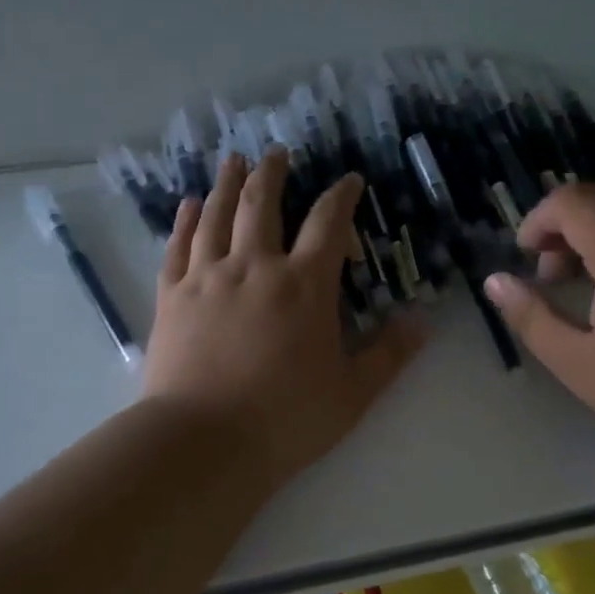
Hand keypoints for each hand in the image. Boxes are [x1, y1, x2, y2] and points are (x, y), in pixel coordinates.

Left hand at [143, 151, 424, 492]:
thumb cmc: (285, 419)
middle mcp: (255, 267)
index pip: (328, 223)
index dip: (341, 196)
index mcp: (304, 286)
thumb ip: (388, 354)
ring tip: (233, 161)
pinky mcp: (172, 296)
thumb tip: (422, 323)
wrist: (203, 442)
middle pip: (264, 203)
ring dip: (228, 183)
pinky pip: (178, 246)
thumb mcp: (352, 392)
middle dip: (273, 172)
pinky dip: (185, 220)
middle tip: (277, 151)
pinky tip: (189, 204)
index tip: (349, 179)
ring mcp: (208, 278)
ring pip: (217, 215)